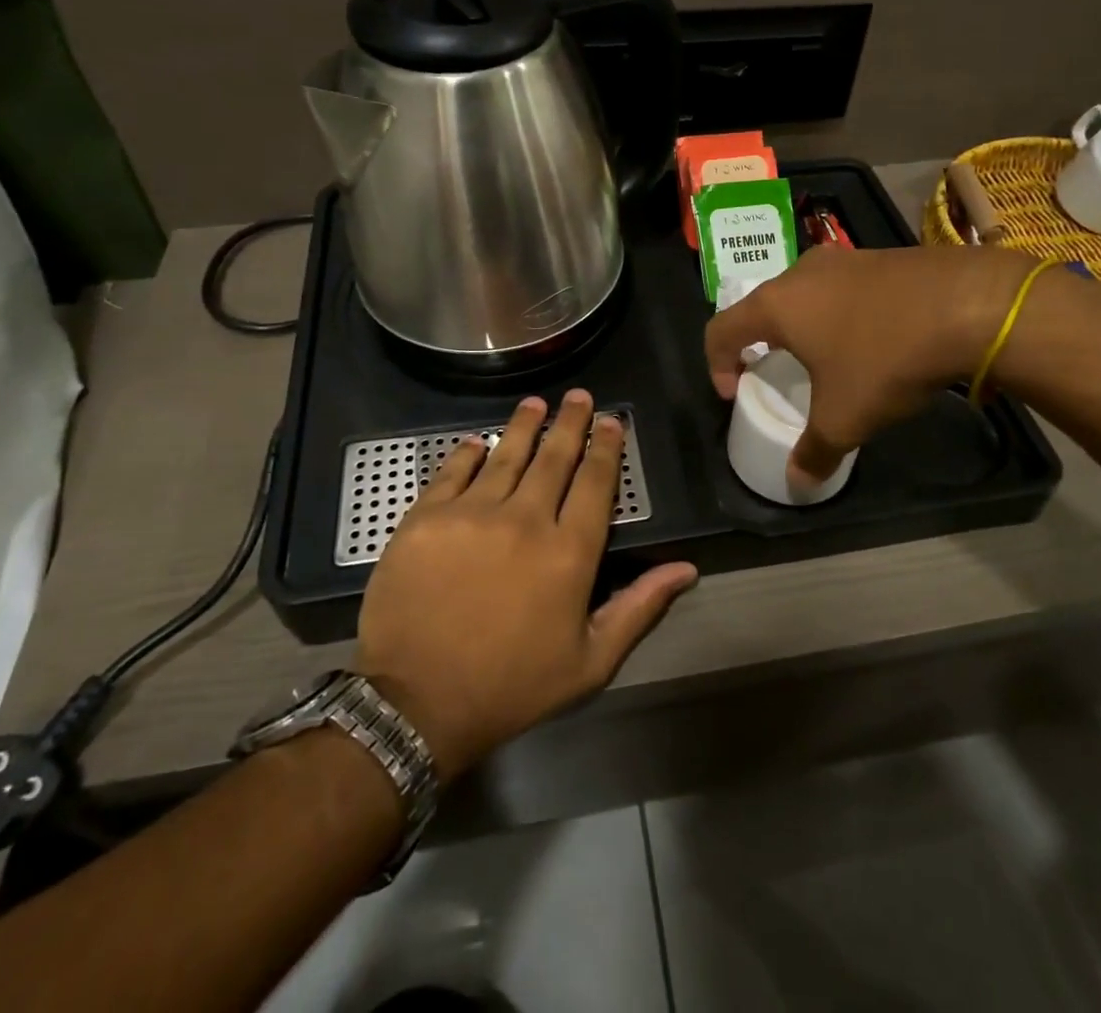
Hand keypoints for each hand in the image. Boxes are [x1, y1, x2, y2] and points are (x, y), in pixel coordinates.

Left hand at [354, 389, 697, 781]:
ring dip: (524, 425)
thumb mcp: (590, 662)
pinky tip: (476, 442)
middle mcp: (525, 519)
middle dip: (570, 422)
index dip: (606, 448)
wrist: (415, 704)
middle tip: (579, 396)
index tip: (611, 421)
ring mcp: (472, 513)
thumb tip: (685, 569)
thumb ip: (639, 607)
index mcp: (569, 552)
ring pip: (505, 454)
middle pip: (554, 458)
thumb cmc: (511, 686)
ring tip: (535, 403)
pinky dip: (468, 453)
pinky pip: (452, 472)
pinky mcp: (427, 517)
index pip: (595, 483)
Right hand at [705, 244, 1034, 483]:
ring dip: (804, 326)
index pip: (720, 330)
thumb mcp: (846, 417)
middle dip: (762, 342)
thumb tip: (798, 482)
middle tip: (778, 372)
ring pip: (805, 294)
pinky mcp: (881, 256)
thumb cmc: (886, 358)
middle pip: (762, 307)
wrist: (970, 305)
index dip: (716, 364)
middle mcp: (802, 273)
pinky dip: (841, 314)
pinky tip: (873, 338)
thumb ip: (815, 451)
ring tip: (829, 358)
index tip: (735, 392)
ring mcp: (844, 259)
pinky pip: (844, 288)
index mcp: (777, 305)